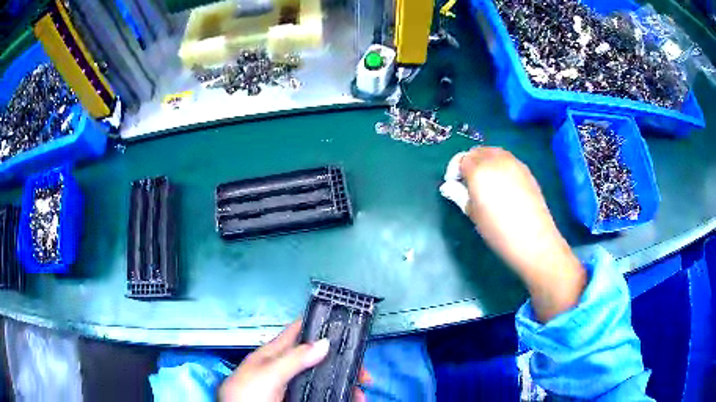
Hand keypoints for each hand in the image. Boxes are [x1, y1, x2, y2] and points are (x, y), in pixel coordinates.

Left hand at [219, 321, 368, 401]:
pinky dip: (338, 395)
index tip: (347, 325)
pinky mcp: (299, 398)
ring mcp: (293, 385)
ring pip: (324, 377)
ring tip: (360, 393)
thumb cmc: (247, 394)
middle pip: (319, 358)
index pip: (299, 332)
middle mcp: (286, 367)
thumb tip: (324, 342)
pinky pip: (322, 393)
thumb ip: (293, 359)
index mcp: (274, 354)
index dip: (320, 324)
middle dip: (342, 362)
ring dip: (344, 382)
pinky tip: (349, 399)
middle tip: (363, 374)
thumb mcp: (267, 374)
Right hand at [448, 147, 585, 321]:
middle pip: (477, 152)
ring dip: (485, 162)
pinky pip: (508, 160)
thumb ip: (459, 195)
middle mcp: (496, 159)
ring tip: (486, 184)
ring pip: (494, 153)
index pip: (461, 159)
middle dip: (470, 163)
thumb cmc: (498, 230)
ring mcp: (514, 162)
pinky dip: (500, 167)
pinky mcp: (526, 170)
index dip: (454, 170)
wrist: (533, 239)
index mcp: (478, 169)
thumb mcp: (473, 214)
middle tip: (468, 184)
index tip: (454, 186)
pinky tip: (503, 187)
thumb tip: (448, 186)